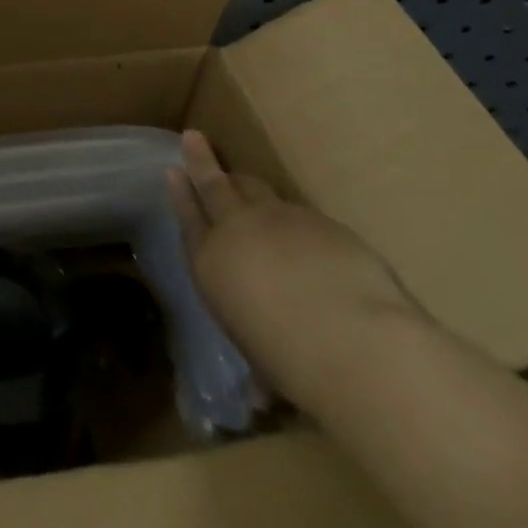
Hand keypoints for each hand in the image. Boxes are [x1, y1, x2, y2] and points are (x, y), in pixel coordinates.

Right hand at [168, 130, 416, 409]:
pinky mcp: (318, 219)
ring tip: (241, 179)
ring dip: (246, 184)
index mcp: (211, 264)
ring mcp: (278, 217)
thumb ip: (256, 345)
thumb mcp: (260, 357)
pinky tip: (303, 234)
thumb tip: (263, 391)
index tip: (172, 172)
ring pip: (255, 188)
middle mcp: (237, 230)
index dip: (180, 195)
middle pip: (214, 185)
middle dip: (201, 160)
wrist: (354, 340)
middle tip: (192, 136)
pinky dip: (291, 217)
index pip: (188, 220)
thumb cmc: (293, 363)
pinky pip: (296, 211)